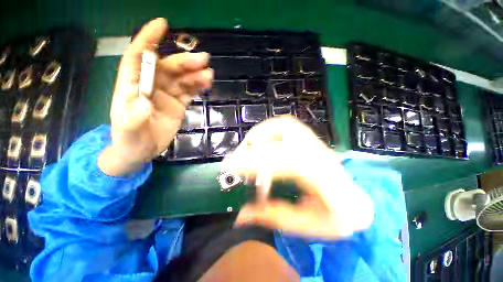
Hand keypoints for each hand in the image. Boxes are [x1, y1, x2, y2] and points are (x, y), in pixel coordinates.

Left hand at [99, 18, 212, 175]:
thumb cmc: (130, 140)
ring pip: (181, 79)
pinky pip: (189, 91)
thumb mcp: (129, 131)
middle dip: (184, 62)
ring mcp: (166, 95)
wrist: (141, 151)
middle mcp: (150, 86)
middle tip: (204, 60)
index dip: (148, 39)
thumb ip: (134, 117)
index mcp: (131, 86)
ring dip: (195, 74)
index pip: (138, 56)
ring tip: (209, 74)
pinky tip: (206, 83)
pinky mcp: (178, 104)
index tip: (163, 25)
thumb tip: (144, 100)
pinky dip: (197, 86)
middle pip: (167, 67)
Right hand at [222, 116, 373, 239]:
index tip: (234, 166)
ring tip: (248, 147)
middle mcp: (321, 152)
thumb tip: (241, 215)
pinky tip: (260, 143)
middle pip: (286, 129)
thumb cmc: (335, 218)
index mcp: (324, 177)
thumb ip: (272, 217)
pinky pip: (285, 127)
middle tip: (239, 156)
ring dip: (261, 131)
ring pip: (285, 123)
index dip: (257, 160)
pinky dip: (268, 131)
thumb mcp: (305, 226)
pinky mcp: (310, 141)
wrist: (355, 203)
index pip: (286, 158)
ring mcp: (316, 143)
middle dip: (257, 139)